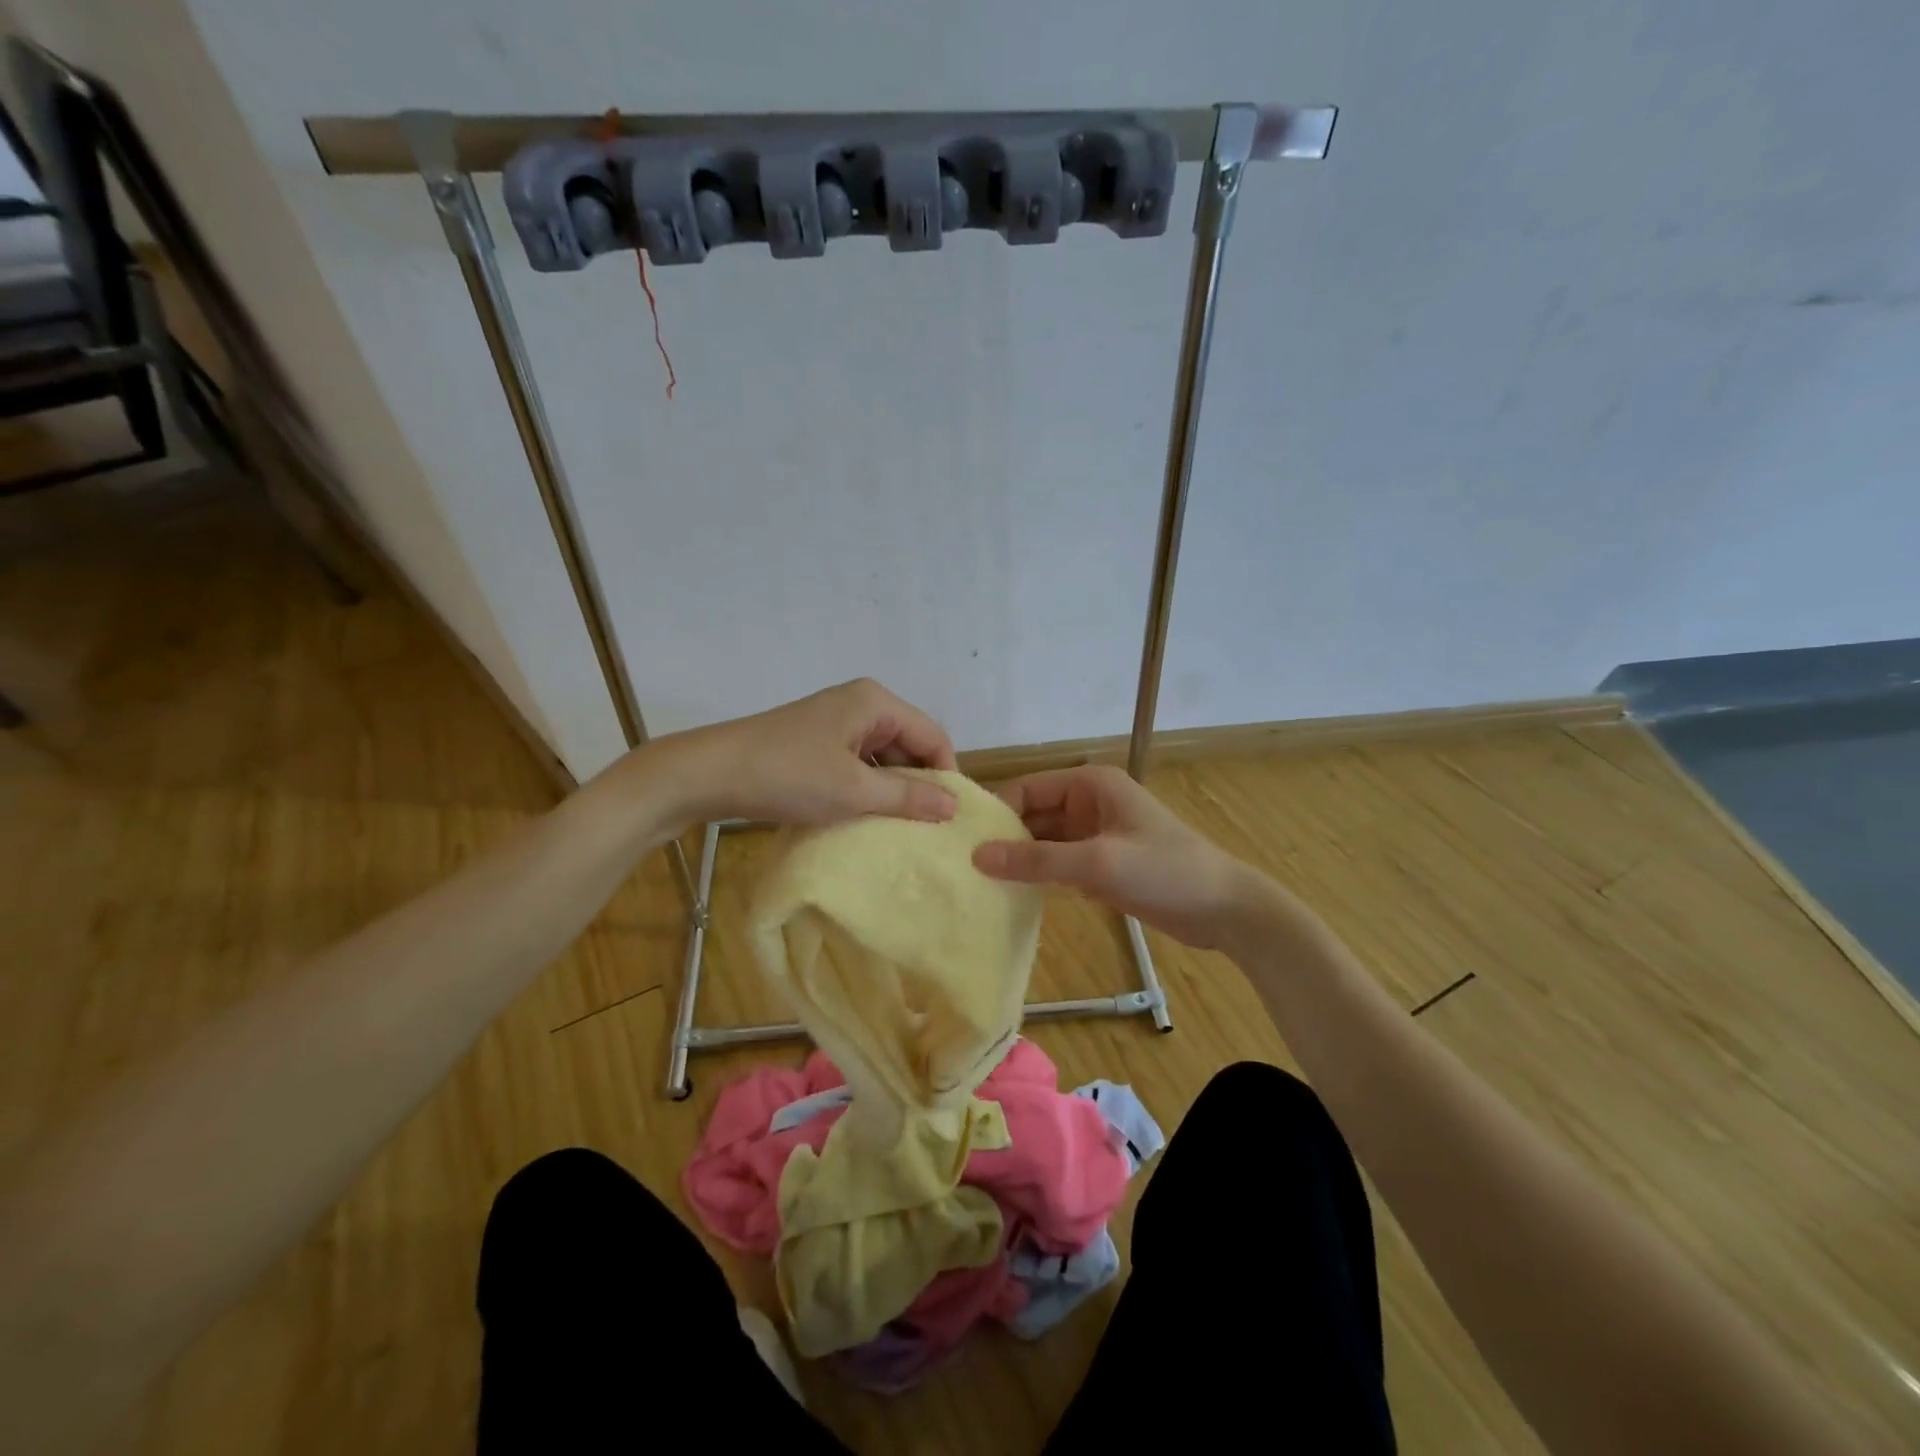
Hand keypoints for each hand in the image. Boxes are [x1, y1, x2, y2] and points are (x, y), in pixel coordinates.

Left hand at [670, 678, 958, 826]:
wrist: (708, 774)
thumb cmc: (787, 775)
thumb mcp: (853, 790)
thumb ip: (907, 797)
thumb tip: (953, 805)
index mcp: (876, 702)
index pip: (932, 736)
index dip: (946, 775)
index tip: (950, 818)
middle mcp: (861, 703)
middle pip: (908, 744)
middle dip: (917, 783)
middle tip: (926, 828)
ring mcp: (836, 722)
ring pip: (882, 757)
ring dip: (891, 790)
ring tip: (898, 828)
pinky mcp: (817, 741)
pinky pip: (858, 763)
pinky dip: (866, 788)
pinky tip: (865, 816)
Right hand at [972, 765, 1255, 948]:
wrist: (1224, 909)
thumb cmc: (1165, 872)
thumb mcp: (1098, 863)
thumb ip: (1037, 860)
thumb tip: (977, 856)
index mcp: (1090, 785)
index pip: (1026, 790)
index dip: (996, 813)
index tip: (962, 843)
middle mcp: (1088, 803)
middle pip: (1032, 816)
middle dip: (1004, 839)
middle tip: (962, 868)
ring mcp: (1095, 835)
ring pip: (1043, 842)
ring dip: (1019, 860)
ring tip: (977, 884)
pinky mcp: (1101, 864)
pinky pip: (1058, 864)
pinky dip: (1038, 877)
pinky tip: (1011, 896)